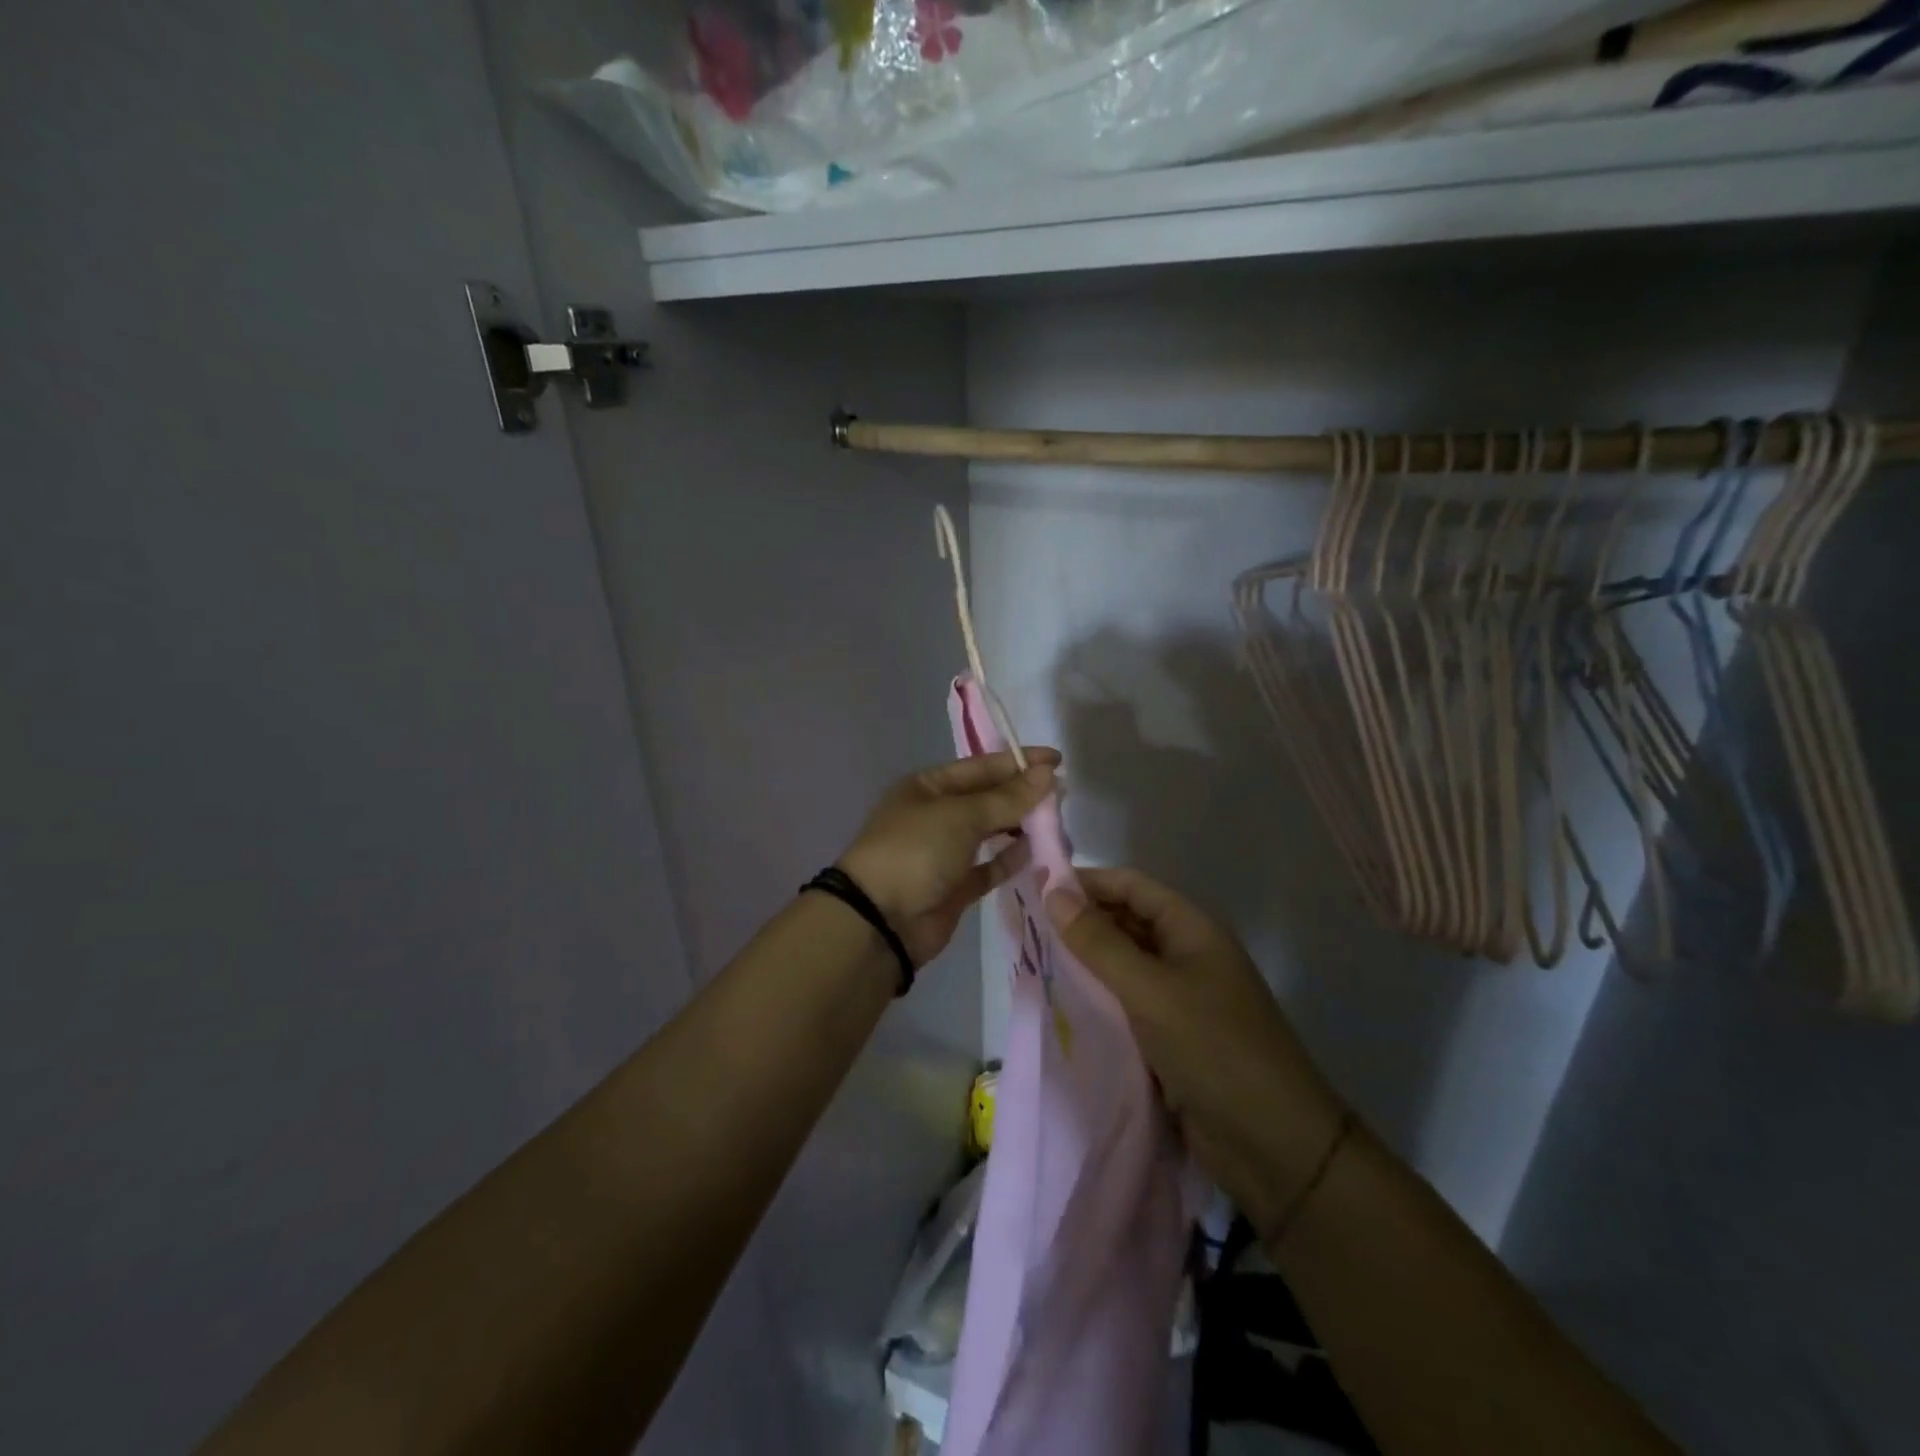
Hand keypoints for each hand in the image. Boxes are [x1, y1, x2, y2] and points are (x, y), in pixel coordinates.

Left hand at [837, 748, 1060, 966]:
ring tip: (1056, 821)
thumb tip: (1047, 775)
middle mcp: (935, 815)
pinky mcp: (955, 887)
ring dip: (1020, 825)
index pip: (980, 767)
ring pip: (990, 832)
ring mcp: (944, 852)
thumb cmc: (916, 851)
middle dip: (1022, 794)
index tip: (1057, 761)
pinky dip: (1010, 859)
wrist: (881, 921)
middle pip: (986, 798)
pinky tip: (1036, 851)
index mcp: (927, 787)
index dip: (1018, 762)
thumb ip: (1007, 798)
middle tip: (1063, 793)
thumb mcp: (961, 816)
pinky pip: (989, 866)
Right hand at [1046, 867, 1347, 1238]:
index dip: (1085, 881)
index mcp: (1191, 929)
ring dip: (1084, 962)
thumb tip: (1052, 892)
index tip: (1034, 885)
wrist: (1275, 1146)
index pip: (1130, 886)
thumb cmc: (1214, 1049)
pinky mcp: (1172, 1036)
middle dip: (1079, 921)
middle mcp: (1186, 954)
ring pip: (1122, 965)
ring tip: (1032, 961)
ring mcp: (1180, 997)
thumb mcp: (1150, 990)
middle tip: (1025, 927)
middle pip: (1125, 922)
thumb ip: (1099, 943)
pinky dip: (1096, 999)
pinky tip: (1061, 1002)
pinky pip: (1126, 1003)